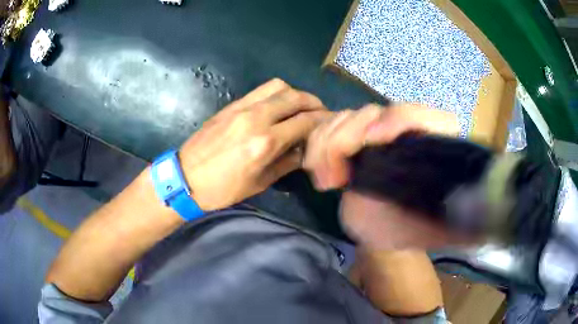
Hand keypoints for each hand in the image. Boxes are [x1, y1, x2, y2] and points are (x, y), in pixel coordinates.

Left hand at [180, 79, 331, 210]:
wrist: (185, 178)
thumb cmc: (222, 189)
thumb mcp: (259, 182)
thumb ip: (286, 162)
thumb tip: (305, 149)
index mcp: (265, 143)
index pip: (304, 122)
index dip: (322, 120)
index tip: (330, 122)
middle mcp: (256, 118)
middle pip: (295, 97)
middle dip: (313, 102)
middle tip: (320, 112)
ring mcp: (241, 108)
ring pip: (278, 86)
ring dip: (295, 93)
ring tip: (300, 106)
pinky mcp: (230, 105)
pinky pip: (259, 90)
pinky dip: (276, 94)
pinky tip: (278, 106)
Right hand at [304, 103, 464, 249]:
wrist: (388, 229)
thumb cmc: (413, 229)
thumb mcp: (437, 228)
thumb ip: (456, 216)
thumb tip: (472, 212)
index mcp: (438, 148)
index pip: (431, 118)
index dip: (403, 120)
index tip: (373, 142)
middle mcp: (409, 132)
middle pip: (376, 113)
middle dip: (347, 139)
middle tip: (334, 180)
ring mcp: (379, 131)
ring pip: (347, 116)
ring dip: (326, 143)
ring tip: (325, 181)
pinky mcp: (354, 138)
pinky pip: (329, 126)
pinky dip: (317, 143)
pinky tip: (318, 171)